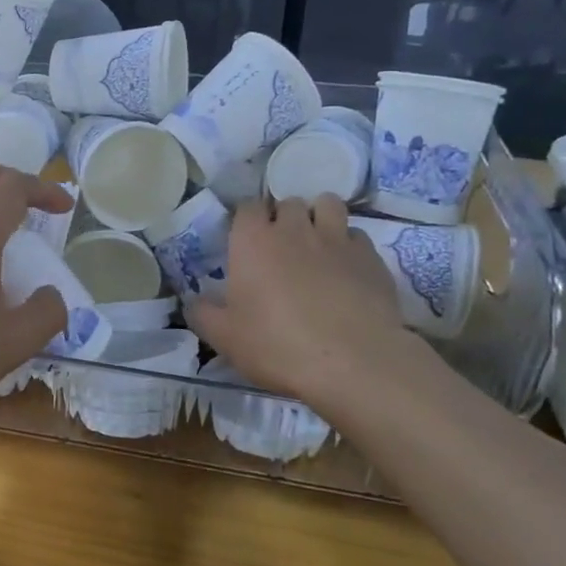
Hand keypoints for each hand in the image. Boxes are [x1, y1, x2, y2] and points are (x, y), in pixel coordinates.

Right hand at [185, 196, 437, 413]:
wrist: (353, 363)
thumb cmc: (277, 346)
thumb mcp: (224, 338)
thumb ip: (203, 314)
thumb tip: (193, 302)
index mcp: (253, 241)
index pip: (246, 207)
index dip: (246, 220)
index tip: (245, 240)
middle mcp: (294, 228)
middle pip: (288, 202)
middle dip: (283, 217)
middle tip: (280, 247)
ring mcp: (337, 238)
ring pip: (328, 204)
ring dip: (319, 217)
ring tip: (316, 243)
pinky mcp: (371, 257)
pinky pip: (357, 236)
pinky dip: (349, 245)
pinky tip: (346, 269)